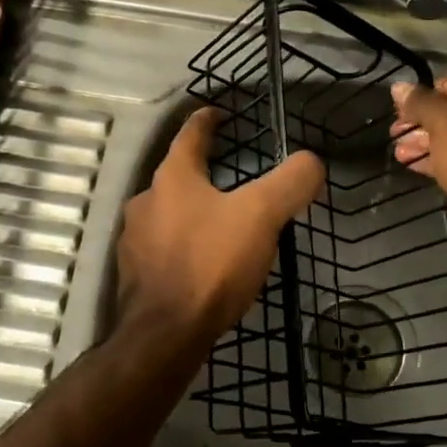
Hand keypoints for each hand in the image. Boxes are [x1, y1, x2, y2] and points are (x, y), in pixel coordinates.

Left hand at [116, 108, 324, 341]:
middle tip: (233, 179)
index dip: (207, 120)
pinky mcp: (135, 275)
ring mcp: (134, 241)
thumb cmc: (211, 264)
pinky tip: (203, 265)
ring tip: (222, 225)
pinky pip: (164, 249)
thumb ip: (290, 183)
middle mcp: (145, 202)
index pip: (190, 135)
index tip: (217, 112)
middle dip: (203, 174)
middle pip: (177, 177)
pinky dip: (184, 247)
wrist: (165, 333)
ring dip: (192, 214)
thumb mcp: (262, 216)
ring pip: (168, 215)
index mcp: (172, 178)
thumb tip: (311, 162)